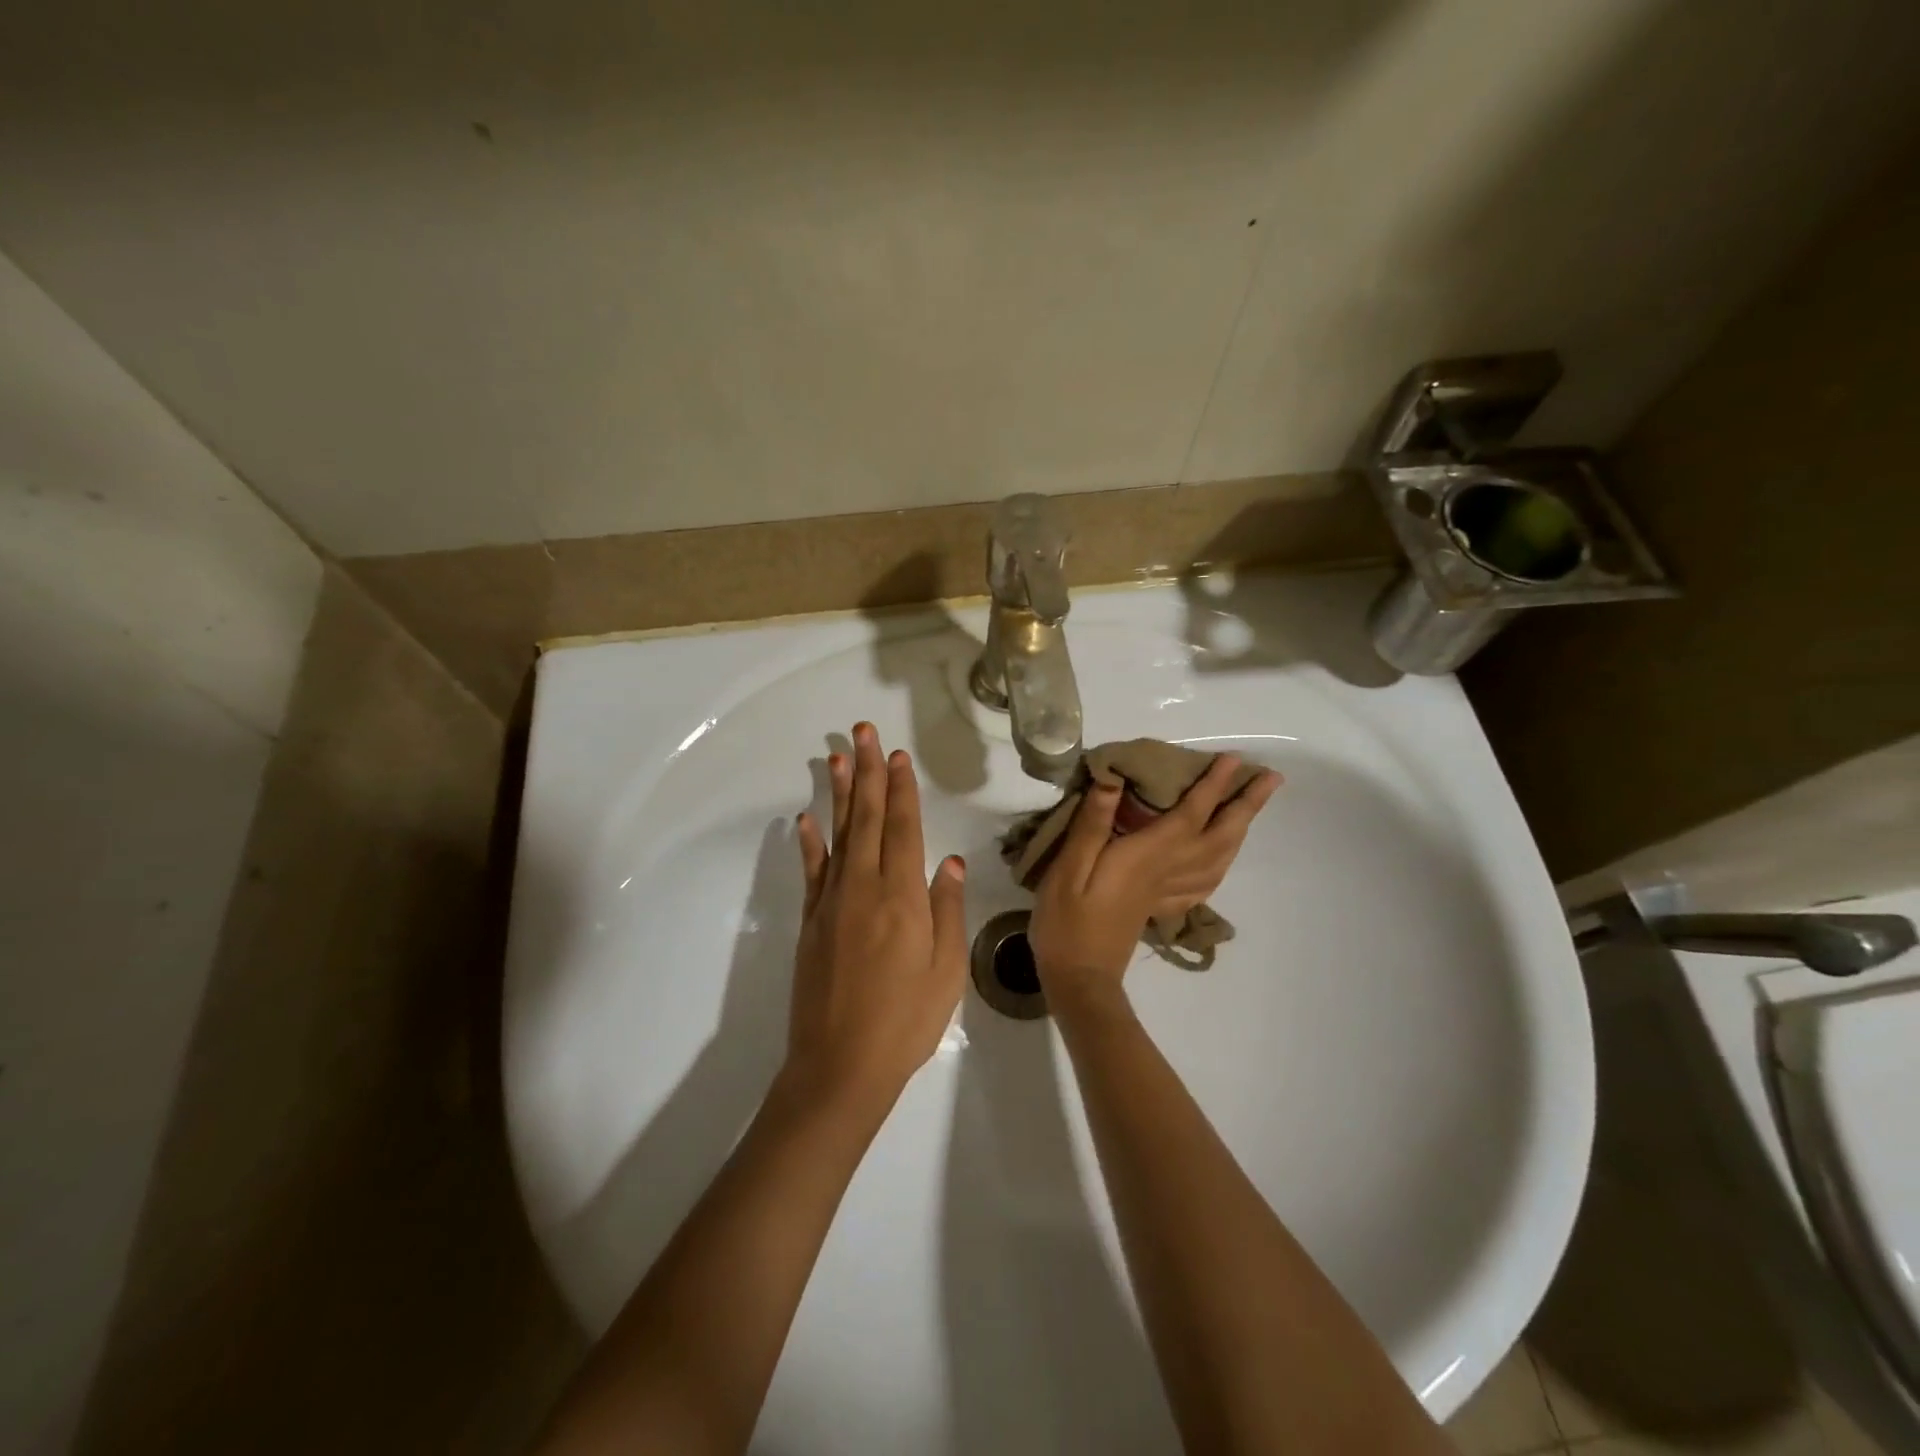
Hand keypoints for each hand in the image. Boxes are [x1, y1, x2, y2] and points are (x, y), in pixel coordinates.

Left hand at [788, 723, 967, 1112]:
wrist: (840, 1066)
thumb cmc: (906, 1022)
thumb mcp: (947, 971)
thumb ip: (947, 911)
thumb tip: (948, 862)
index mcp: (903, 898)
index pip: (902, 828)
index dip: (901, 789)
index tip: (898, 756)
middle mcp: (864, 888)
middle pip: (866, 819)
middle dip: (867, 772)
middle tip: (863, 732)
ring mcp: (831, 903)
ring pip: (837, 835)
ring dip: (837, 794)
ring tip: (835, 757)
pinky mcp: (810, 922)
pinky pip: (811, 872)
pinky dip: (808, 843)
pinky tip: (804, 819)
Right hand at [1029, 754, 1280, 1009]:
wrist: (1078, 978)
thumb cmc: (1067, 920)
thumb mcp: (1069, 867)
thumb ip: (1092, 824)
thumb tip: (1113, 779)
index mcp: (1147, 856)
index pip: (1189, 813)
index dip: (1212, 785)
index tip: (1232, 759)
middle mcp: (1167, 871)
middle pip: (1218, 835)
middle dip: (1246, 805)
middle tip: (1271, 779)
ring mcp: (1168, 892)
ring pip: (1219, 858)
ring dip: (1240, 830)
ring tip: (1252, 809)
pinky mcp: (1162, 907)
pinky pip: (1205, 882)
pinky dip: (1222, 863)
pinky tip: (1221, 857)